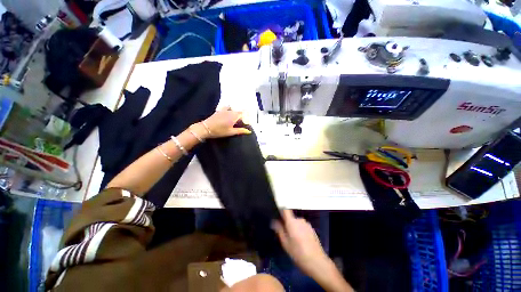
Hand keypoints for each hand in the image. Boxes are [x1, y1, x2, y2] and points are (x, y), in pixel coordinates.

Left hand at [197, 107, 251, 138]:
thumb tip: (249, 131)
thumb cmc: (220, 131)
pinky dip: (229, 109)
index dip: (246, 118)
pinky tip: (228, 113)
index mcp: (234, 116)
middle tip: (241, 123)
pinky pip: (226, 107)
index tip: (246, 123)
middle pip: (238, 112)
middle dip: (241, 116)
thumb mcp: (231, 132)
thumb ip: (240, 131)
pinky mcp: (219, 111)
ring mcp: (224, 110)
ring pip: (233, 109)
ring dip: (235, 113)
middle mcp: (230, 111)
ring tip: (235, 119)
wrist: (206, 128)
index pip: (243, 114)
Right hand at [272, 210, 329, 276]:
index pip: (285, 209)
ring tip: (294, 241)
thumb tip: (274, 221)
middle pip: (291, 218)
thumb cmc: (298, 253)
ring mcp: (307, 224)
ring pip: (297, 223)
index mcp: (292, 221)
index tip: (277, 215)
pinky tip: (301, 242)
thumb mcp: (285, 243)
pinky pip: (302, 227)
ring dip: (294, 228)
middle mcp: (299, 220)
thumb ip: (279, 230)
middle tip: (285, 235)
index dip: (281, 210)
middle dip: (287, 224)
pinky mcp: (312, 229)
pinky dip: (300, 231)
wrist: (317, 262)